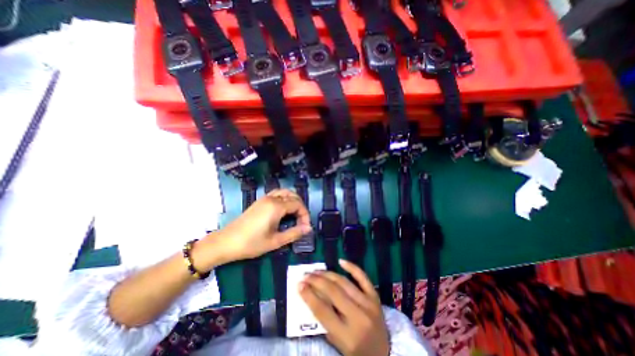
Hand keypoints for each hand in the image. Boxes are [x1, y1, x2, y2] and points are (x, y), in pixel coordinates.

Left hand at [199, 189, 311, 266]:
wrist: (226, 242)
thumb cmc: (251, 243)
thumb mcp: (275, 241)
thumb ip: (294, 233)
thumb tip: (308, 228)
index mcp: (276, 207)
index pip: (298, 204)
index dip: (305, 215)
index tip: (305, 227)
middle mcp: (272, 198)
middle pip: (293, 196)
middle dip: (300, 207)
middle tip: (301, 222)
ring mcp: (264, 198)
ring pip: (285, 192)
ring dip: (293, 201)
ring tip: (295, 214)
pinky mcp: (260, 201)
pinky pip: (277, 194)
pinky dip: (284, 198)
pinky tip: (283, 210)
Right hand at [300, 259, 389, 355]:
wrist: (385, 354)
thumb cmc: (357, 352)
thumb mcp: (338, 344)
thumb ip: (325, 322)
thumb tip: (312, 295)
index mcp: (348, 336)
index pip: (323, 311)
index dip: (309, 296)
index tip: (299, 285)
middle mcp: (359, 317)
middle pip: (333, 292)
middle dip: (316, 281)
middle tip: (305, 275)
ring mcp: (369, 304)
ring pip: (344, 282)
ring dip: (328, 274)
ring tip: (316, 270)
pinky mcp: (375, 296)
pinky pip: (363, 277)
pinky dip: (352, 267)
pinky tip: (340, 261)